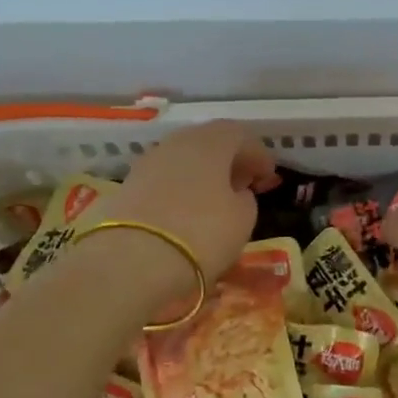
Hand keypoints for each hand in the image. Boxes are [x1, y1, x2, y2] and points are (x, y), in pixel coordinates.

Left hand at [104, 120, 276, 282]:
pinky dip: (181, 188)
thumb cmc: (200, 233)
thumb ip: (245, 199)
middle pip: (210, 142)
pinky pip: (165, 179)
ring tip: (216, 200)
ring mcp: (149, 162)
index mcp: (211, 142)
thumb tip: (235, 193)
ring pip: (185, 159)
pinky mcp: (129, 185)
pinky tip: (187, 211)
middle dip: (230, 161)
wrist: (130, 261)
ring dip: (204, 174)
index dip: (259, 156)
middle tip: (244, 183)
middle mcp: (179, 142)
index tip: (269, 178)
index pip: (241, 136)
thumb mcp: (243, 219)